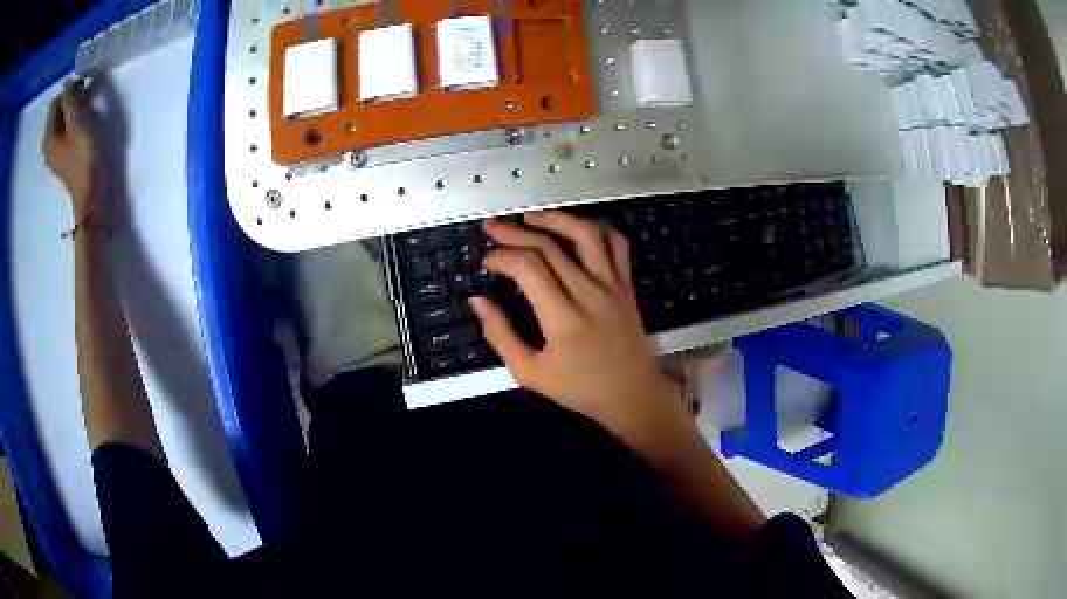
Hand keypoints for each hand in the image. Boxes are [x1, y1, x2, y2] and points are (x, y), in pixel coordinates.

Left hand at [42, 80, 98, 214]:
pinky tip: (82, 121)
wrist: (89, 193)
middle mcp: (47, 145)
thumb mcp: (77, 123)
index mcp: (48, 137)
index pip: (55, 104)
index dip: (68, 90)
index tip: (84, 83)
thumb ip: (70, 101)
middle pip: (57, 113)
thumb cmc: (83, 157)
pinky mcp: (61, 157)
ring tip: (87, 105)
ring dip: (72, 109)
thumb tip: (67, 82)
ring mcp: (53, 153)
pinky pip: (63, 131)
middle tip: (87, 92)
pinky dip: (72, 121)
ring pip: (60, 121)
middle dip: (70, 99)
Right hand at [472, 212, 685, 438]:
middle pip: (549, 246)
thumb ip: (501, 336)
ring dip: (556, 219)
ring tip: (531, 217)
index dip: (502, 257)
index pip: (528, 268)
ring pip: (585, 235)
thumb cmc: (580, 388)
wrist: (632, 394)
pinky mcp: (627, 285)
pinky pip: (617, 244)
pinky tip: (576, 227)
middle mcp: (589, 293)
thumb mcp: (530, 373)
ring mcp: (612, 285)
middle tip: (493, 228)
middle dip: (515, 233)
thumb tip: (478, 301)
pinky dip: (596, 227)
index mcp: (563, 318)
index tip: (487, 262)